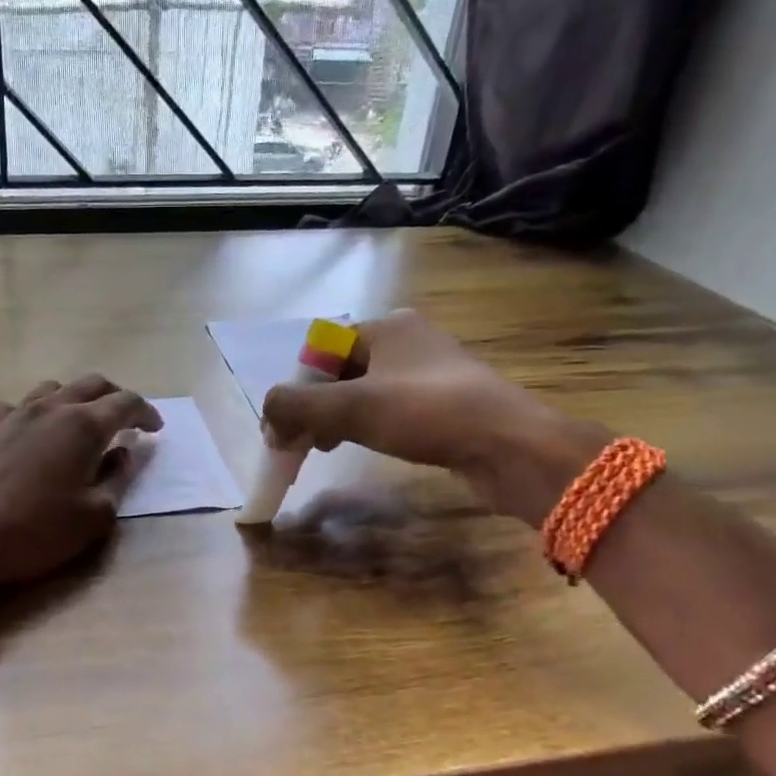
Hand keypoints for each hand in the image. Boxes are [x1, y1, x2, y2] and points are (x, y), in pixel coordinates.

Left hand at [0, 375, 162, 587]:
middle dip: (115, 398)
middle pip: (92, 384)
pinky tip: (31, 435)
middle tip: (126, 421)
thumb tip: (125, 451)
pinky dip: (35, 413)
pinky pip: (17, 406)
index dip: (146, 412)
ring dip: (75, 400)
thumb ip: (117, 479)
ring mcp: (13, 413)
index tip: (155, 429)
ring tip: (80, 424)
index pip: (126, 402)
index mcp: (83, 426)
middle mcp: (50, 408)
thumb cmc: (34, 531)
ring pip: (53, 389)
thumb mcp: (94, 515)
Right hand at [261, 310, 605, 524]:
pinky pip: (388, 410)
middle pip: (340, 372)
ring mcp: (429, 373)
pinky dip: (364, 427)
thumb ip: (296, 406)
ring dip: (335, 419)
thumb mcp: (350, 407)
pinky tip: (359, 447)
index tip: (283, 426)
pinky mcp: (444, 404)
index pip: (321, 350)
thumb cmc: (426, 414)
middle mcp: (409, 341)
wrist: (508, 446)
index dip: (296, 388)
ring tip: (323, 448)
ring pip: (363, 393)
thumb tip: (267, 415)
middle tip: (298, 442)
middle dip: (313, 407)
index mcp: (388, 326)